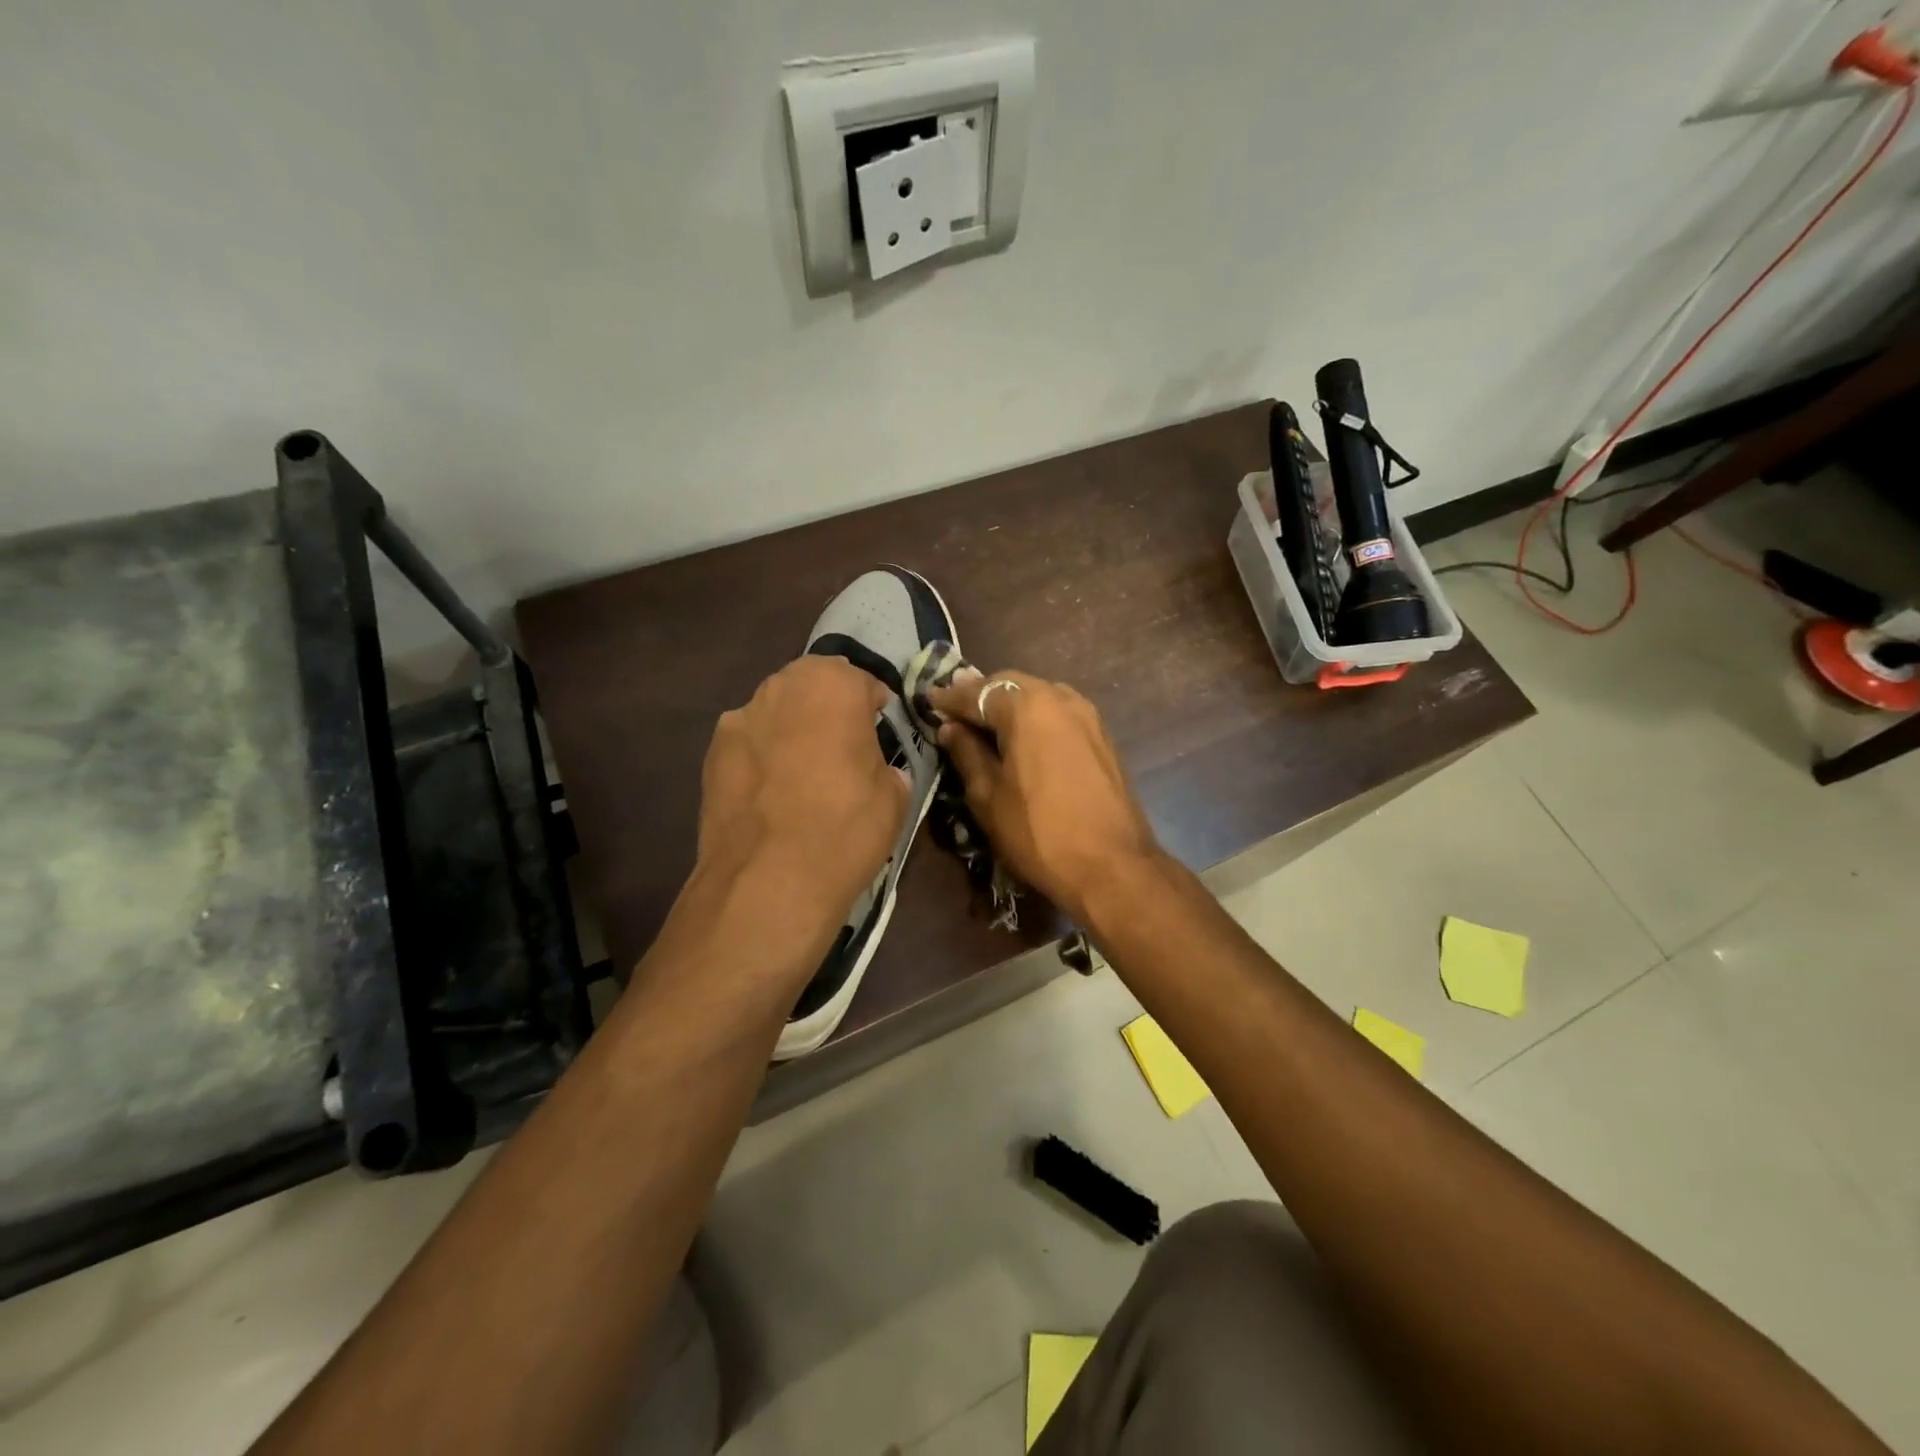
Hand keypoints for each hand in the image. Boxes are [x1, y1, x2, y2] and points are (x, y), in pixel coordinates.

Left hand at [683, 656, 906, 966]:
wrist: (768, 882)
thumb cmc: (845, 828)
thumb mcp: (894, 798)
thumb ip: (887, 767)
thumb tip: (878, 771)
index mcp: (832, 685)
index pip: (862, 681)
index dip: (874, 707)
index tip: (881, 731)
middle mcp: (780, 688)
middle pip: (812, 686)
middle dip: (829, 708)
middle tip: (844, 748)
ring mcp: (738, 719)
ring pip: (776, 712)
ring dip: (793, 730)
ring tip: (804, 774)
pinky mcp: (710, 755)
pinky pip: (749, 744)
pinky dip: (763, 757)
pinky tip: (772, 795)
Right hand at [926, 669, 1160, 923]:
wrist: (1112, 866)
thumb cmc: (1039, 832)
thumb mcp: (988, 796)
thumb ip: (967, 753)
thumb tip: (951, 728)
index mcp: (1028, 707)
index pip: (978, 693)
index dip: (950, 699)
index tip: (929, 700)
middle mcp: (1060, 698)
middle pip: (1010, 685)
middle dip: (980, 694)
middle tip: (955, 709)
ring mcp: (1087, 716)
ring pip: (1038, 695)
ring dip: (1009, 703)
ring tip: (985, 721)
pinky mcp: (1102, 736)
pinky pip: (1058, 713)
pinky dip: (1034, 716)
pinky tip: (1021, 736)